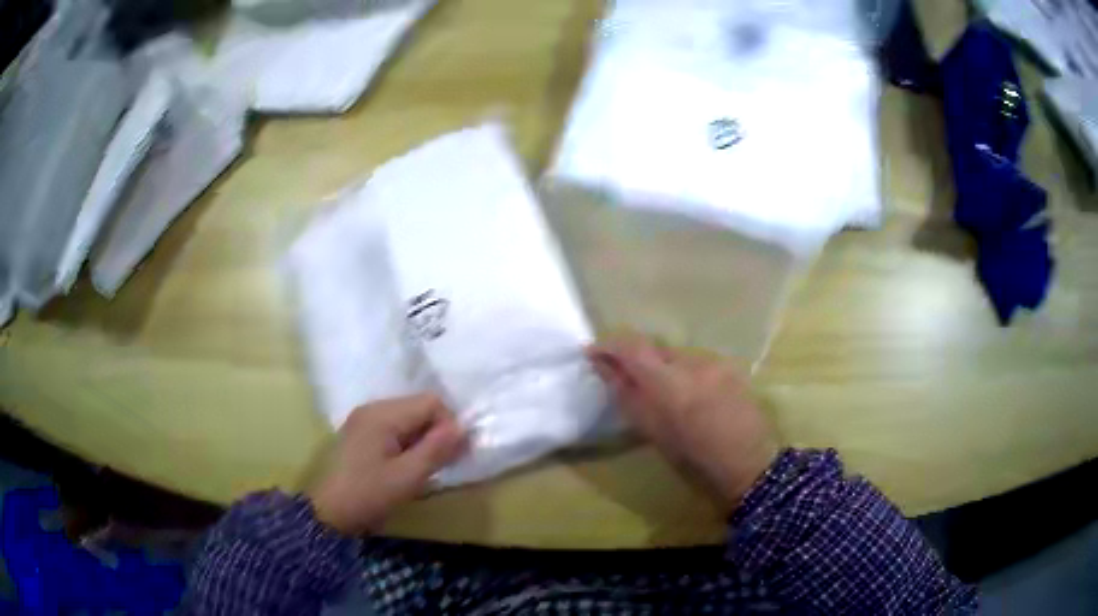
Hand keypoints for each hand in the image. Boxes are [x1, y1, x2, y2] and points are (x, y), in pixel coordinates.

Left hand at [308, 395, 466, 534]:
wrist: (327, 513)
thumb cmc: (369, 494)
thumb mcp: (408, 477)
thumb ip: (437, 449)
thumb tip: (463, 428)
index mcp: (383, 414)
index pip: (431, 402)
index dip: (449, 425)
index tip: (453, 455)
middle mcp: (373, 408)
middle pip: (419, 407)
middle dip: (437, 431)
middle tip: (442, 464)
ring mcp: (364, 419)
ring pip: (408, 418)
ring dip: (423, 439)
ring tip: (424, 468)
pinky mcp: (360, 433)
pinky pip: (394, 427)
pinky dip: (407, 443)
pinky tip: (405, 466)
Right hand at [588, 334, 777, 510]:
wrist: (747, 463)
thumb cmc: (694, 458)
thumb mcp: (653, 431)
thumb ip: (627, 394)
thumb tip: (604, 367)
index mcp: (670, 384)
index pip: (632, 348)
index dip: (609, 345)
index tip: (593, 352)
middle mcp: (694, 363)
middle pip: (656, 349)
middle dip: (638, 361)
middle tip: (627, 380)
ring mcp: (716, 362)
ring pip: (678, 357)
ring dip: (664, 369)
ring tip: (665, 395)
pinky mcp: (731, 366)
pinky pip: (698, 364)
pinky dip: (686, 374)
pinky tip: (692, 397)